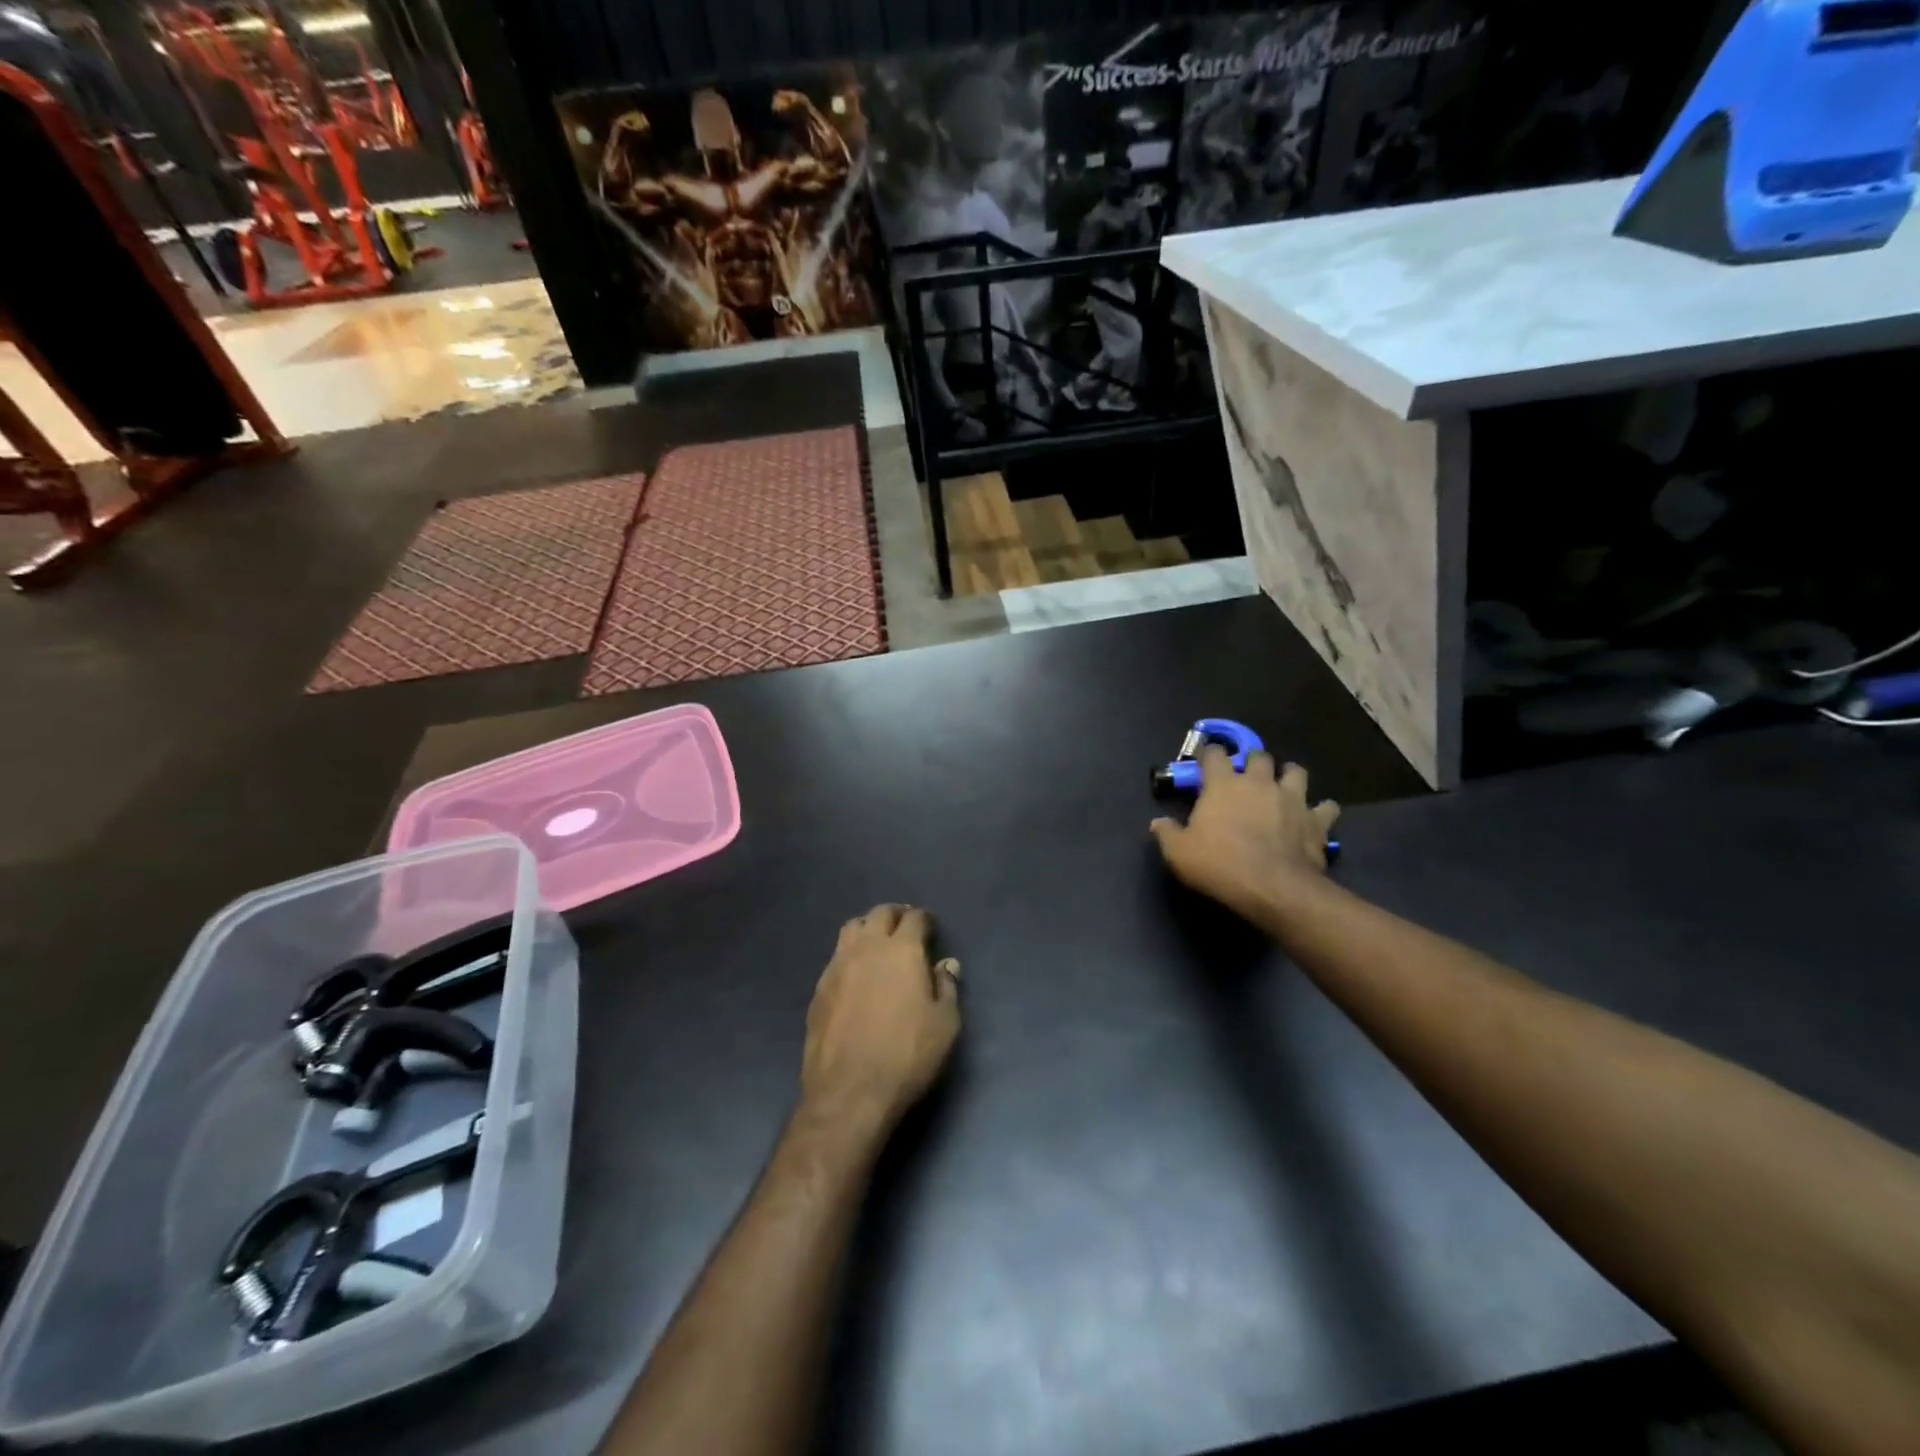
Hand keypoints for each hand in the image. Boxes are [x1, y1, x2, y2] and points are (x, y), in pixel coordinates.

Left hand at [801, 904, 960, 1137]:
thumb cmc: (907, 1055)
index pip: (914, 919)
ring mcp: (837, 966)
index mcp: (901, 950)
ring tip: (878, 944)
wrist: (849, 1092)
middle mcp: (866, 948)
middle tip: (906, 927)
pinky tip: (857, 974)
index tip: (931, 928)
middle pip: (879, 914)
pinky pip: (836, 956)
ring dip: (868, 928)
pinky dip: (850, 954)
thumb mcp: (944, 1024)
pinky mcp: (819, 988)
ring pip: (852, 928)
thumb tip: (945, 964)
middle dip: (896, 915)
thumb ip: (946, 987)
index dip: (925, 920)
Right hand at [1150, 748, 1340, 923]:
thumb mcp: (1179, 853)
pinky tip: (1315, 818)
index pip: (1214, 754)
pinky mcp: (1317, 820)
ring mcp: (1292, 798)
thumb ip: (1167, 834)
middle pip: (1259, 756)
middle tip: (1246, 778)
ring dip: (1289, 776)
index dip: (1209, 755)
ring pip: (1296, 772)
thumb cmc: (1220, 865)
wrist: (1272, 888)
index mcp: (1223, 785)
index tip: (1206, 762)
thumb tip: (1157, 823)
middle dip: (1252, 762)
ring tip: (1283, 787)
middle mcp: (1259, 783)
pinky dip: (1321, 810)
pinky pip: (1326, 807)